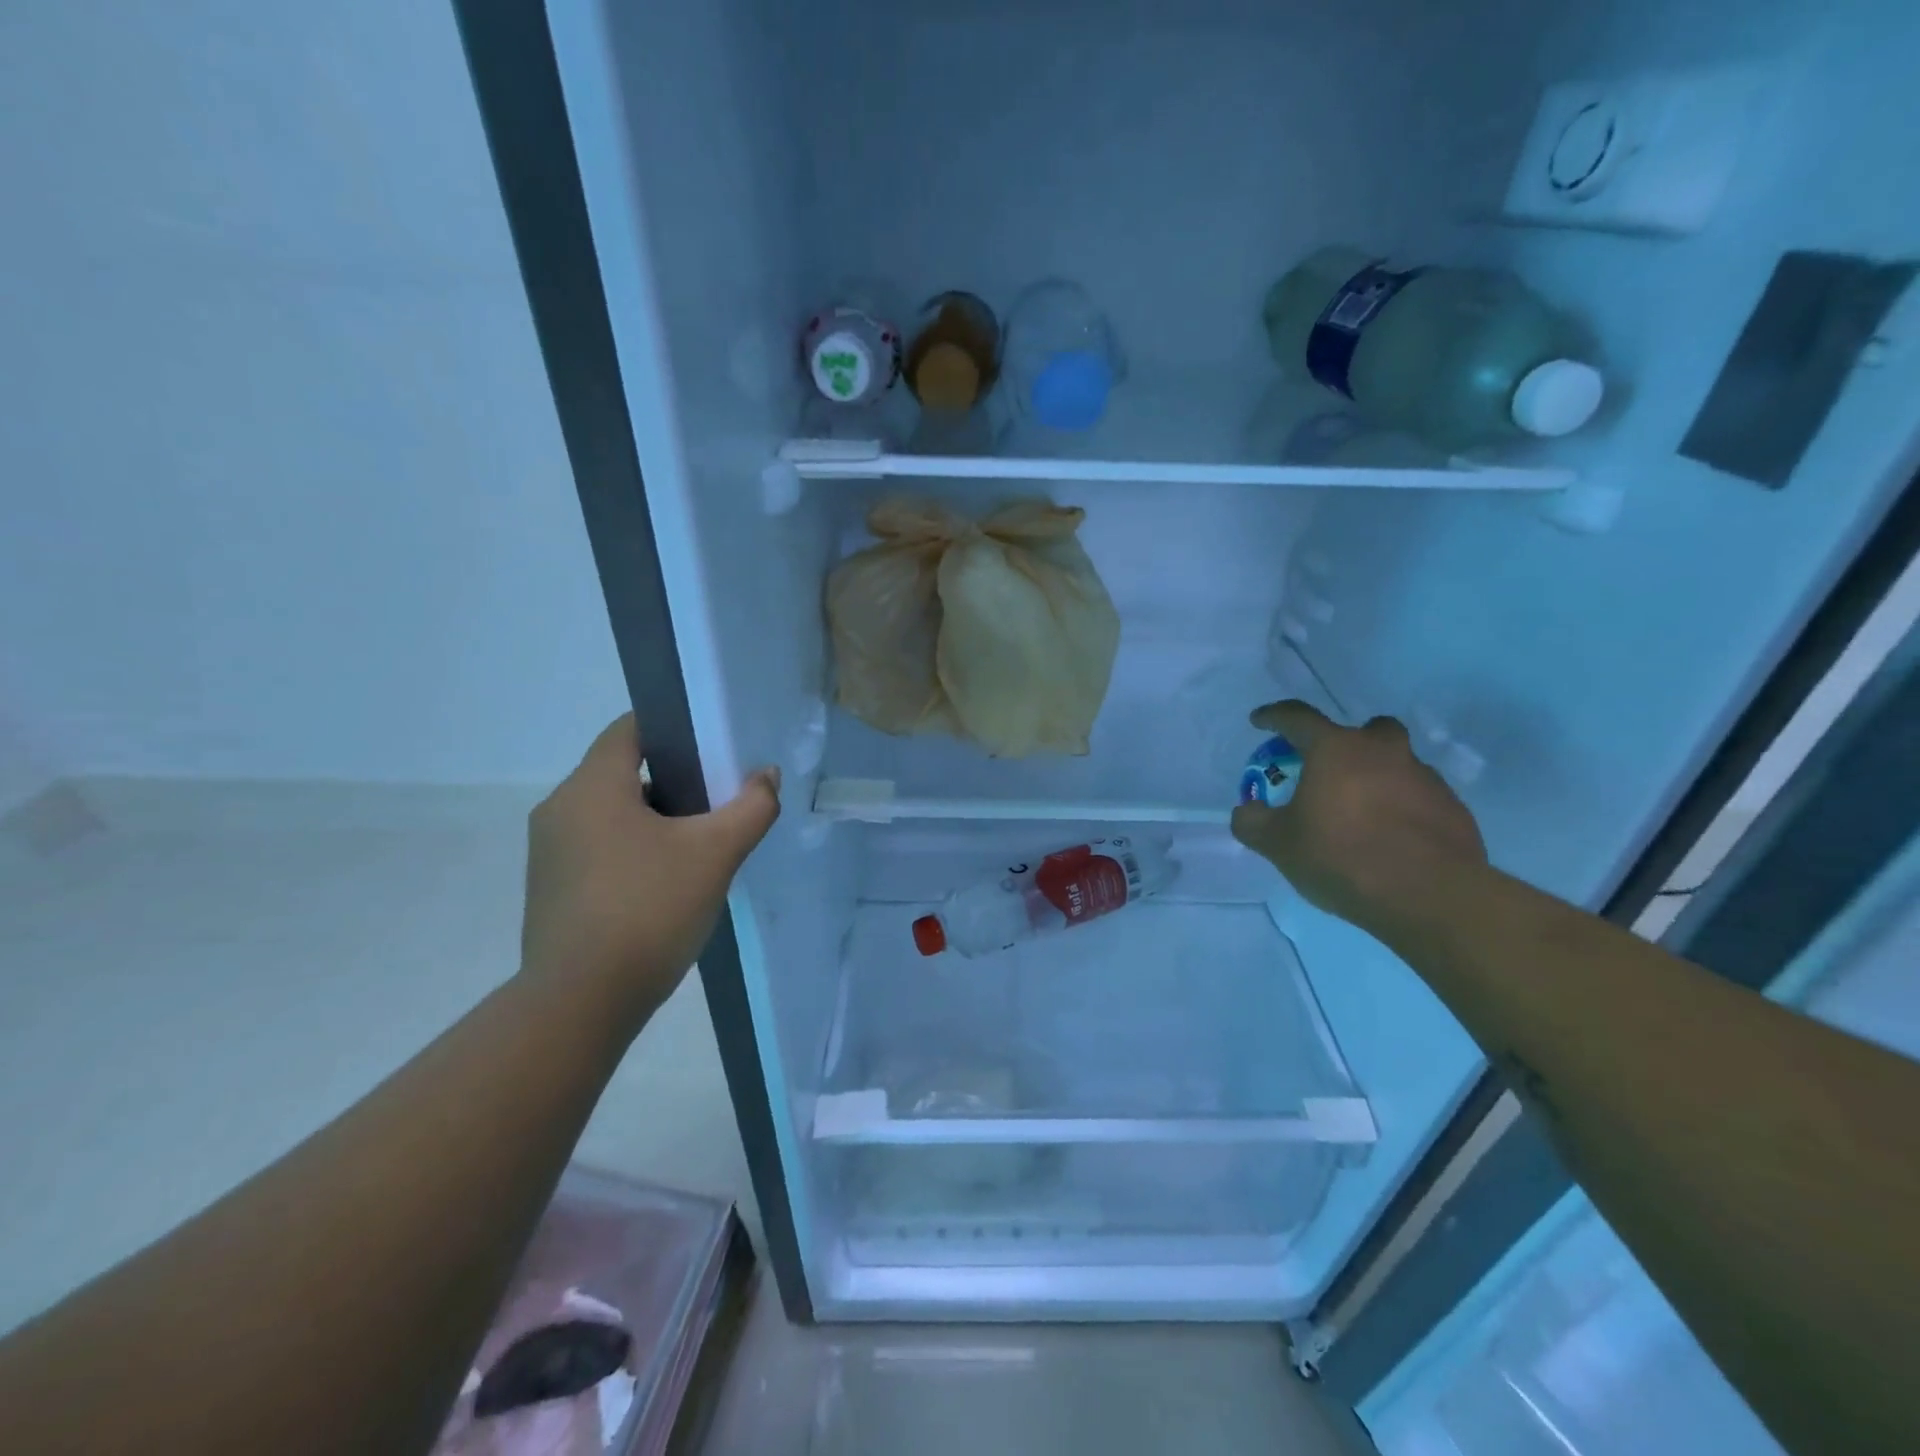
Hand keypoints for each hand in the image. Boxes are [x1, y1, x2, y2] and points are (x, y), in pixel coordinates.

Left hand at [521, 714, 780, 1011]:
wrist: (581, 1002)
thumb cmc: (649, 909)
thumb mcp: (715, 853)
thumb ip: (751, 807)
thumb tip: (767, 777)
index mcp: (592, 787)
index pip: (630, 729)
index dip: (673, 728)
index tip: (712, 747)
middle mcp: (560, 809)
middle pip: (623, 772)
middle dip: (674, 780)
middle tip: (718, 801)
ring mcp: (549, 853)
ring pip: (611, 814)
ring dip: (655, 820)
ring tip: (700, 846)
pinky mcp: (550, 890)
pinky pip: (598, 849)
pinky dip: (633, 851)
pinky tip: (667, 885)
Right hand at [1230, 701, 1485, 932]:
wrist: (1429, 896)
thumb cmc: (1342, 856)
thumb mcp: (1278, 844)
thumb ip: (1254, 823)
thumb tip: (1248, 811)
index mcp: (1336, 750)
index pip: (1297, 718)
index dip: (1274, 717)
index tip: (1260, 720)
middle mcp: (1383, 752)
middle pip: (1368, 730)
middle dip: (1349, 743)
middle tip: (1331, 771)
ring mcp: (1425, 779)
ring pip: (1398, 765)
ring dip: (1378, 780)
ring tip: (1361, 817)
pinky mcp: (1453, 810)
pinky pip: (1420, 799)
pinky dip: (1403, 810)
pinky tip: (1391, 842)